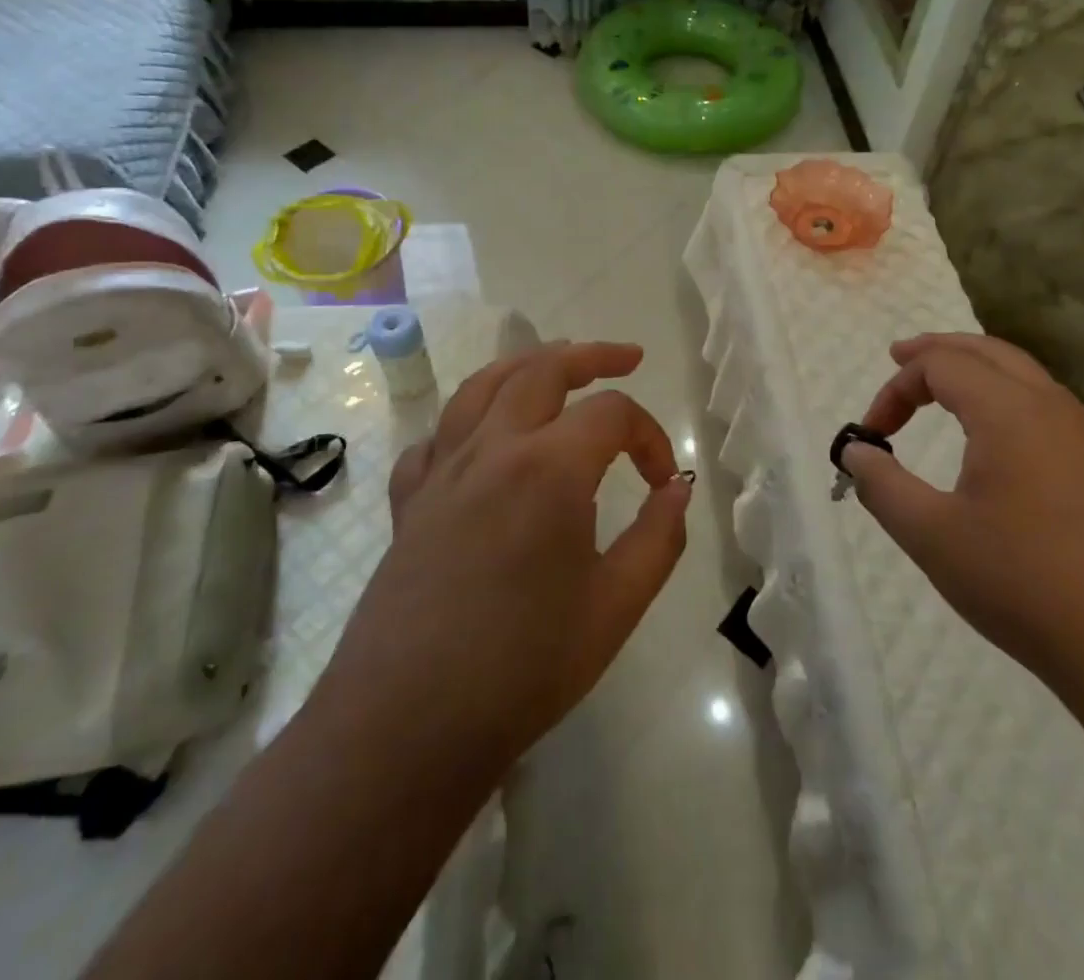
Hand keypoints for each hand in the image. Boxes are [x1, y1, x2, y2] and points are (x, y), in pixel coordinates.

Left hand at [312, 341, 691, 778]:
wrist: (407, 726)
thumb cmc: (524, 667)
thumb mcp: (617, 605)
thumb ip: (659, 537)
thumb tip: (677, 487)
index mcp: (548, 468)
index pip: (612, 414)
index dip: (651, 436)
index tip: (663, 481)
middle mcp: (492, 450)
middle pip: (542, 370)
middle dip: (591, 356)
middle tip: (626, 359)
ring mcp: (442, 472)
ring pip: (482, 386)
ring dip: (526, 364)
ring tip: (555, 365)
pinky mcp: (409, 502)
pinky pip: (436, 438)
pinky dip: (466, 423)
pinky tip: (479, 442)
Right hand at [842, 332, 1083, 686]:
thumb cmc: (1025, 584)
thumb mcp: (932, 536)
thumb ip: (883, 486)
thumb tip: (856, 452)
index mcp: (1010, 411)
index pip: (941, 365)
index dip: (897, 389)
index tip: (873, 435)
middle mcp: (1056, 409)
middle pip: (990, 352)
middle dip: (939, 350)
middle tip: (899, 357)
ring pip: (1027, 378)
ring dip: (978, 373)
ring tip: (945, 392)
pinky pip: (1051, 412)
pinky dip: (1010, 402)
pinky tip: (1000, 444)